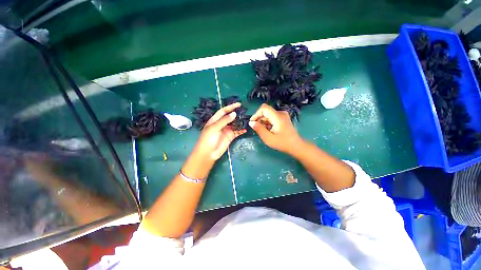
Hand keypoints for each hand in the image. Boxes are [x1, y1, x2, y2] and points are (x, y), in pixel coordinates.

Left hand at [193, 102, 246, 160]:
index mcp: (215, 120)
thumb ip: (224, 120)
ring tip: (247, 119)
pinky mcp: (230, 136)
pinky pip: (237, 132)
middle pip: (230, 117)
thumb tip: (234, 114)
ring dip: (240, 122)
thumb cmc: (208, 139)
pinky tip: (245, 129)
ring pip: (235, 124)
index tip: (239, 104)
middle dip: (237, 114)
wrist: (208, 153)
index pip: (224, 111)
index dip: (230, 107)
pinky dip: (241, 130)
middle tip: (245, 112)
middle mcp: (222, 124)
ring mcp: (226, 130)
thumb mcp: (214, 128)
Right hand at [249, 103, 302, 154]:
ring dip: (263, 122)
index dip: (256, 114)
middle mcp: (280, 113)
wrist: (295, 145)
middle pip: (265, 111)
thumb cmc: (282, 143)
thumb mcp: (268, 138)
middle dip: (259, 119)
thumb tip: (251, 122)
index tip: (253, 123)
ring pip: (268, 115)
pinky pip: (272, 117)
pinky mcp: (283, 118)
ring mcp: (283, 115)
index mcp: (277, 116)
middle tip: (258, 129)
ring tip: (264, 131)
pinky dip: (268, 123)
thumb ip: (259, 129)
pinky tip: (269, 130)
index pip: (263, 108)